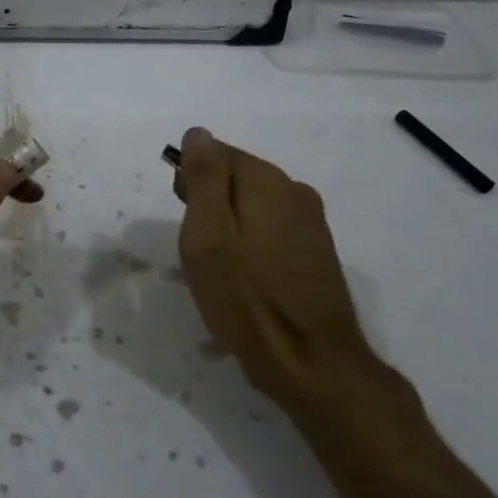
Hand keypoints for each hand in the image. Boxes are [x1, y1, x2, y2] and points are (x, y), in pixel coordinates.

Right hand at [174, 127, 407, 419]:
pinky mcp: (316, 255)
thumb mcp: (208, 235)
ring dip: (227, 227)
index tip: (180, 213)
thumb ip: (203, 179)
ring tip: (215, 269)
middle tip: (195, 248)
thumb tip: (198, 133)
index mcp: (269, 183)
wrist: (312, 363)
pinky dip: (249, 247)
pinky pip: (270, 233)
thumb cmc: (247, 298)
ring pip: (254, 208)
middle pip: (238, 179)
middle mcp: (297, 193)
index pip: (219, 153)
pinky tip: (242, 280)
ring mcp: (312, 225)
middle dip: (208, 203)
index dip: (191, 179)